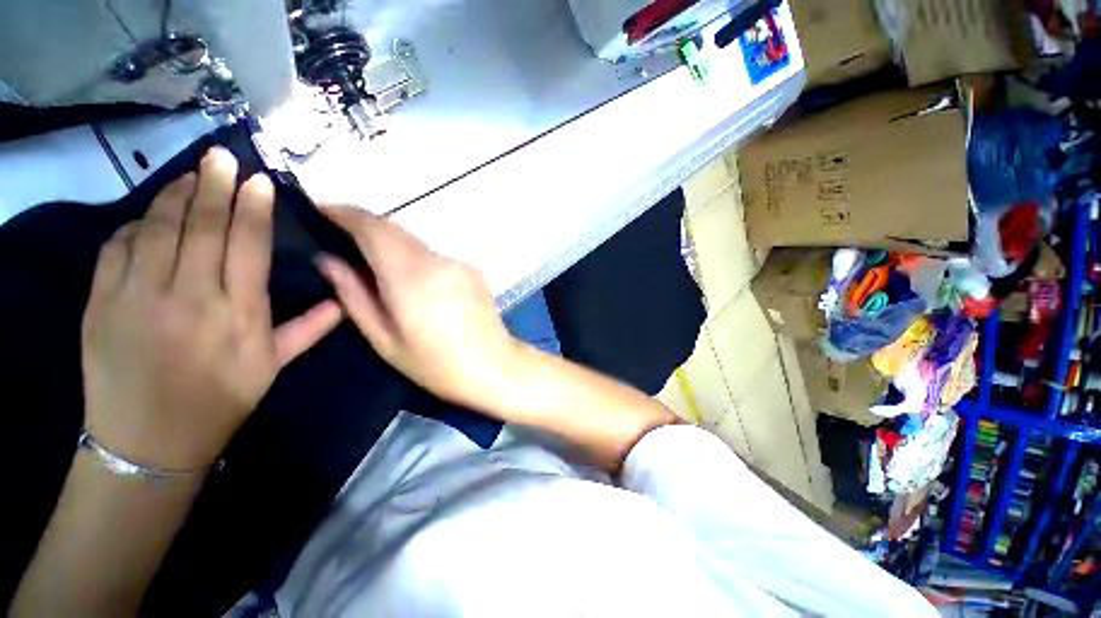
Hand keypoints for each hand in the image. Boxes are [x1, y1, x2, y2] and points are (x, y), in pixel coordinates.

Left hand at [81, 148, 341, 469]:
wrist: (147, 441)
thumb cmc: (219, 401)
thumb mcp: (271, 368)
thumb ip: (307, 330)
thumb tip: (342, 302)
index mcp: (237, 314)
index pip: (246, 246)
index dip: (253, 209)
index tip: (258, 180)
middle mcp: (189, 296)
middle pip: (202, 226)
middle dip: (214, 185)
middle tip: (221, 155)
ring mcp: (138, 295)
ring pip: (157, 227)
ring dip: (175, 195)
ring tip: (190, 174)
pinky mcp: (100, 301)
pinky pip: (118, 246)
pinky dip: (135, 223)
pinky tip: (150, 215)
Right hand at [318, 206, 521, 411]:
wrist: (494, 366)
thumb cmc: (436, 364)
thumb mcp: (385, 339)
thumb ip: (354, 296)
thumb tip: (329, 260)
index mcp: (412, 276)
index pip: (374, 228)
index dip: (345, 214)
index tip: (322, 211)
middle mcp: (438, 260)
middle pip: (396, 230)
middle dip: (366, 228)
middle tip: (342, 240)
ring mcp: (460, 263)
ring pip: (416, 243)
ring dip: (392, 247)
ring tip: (376, 268)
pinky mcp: (474, 270)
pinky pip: (436, 257)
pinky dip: (417, 261)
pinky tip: (416, 286)